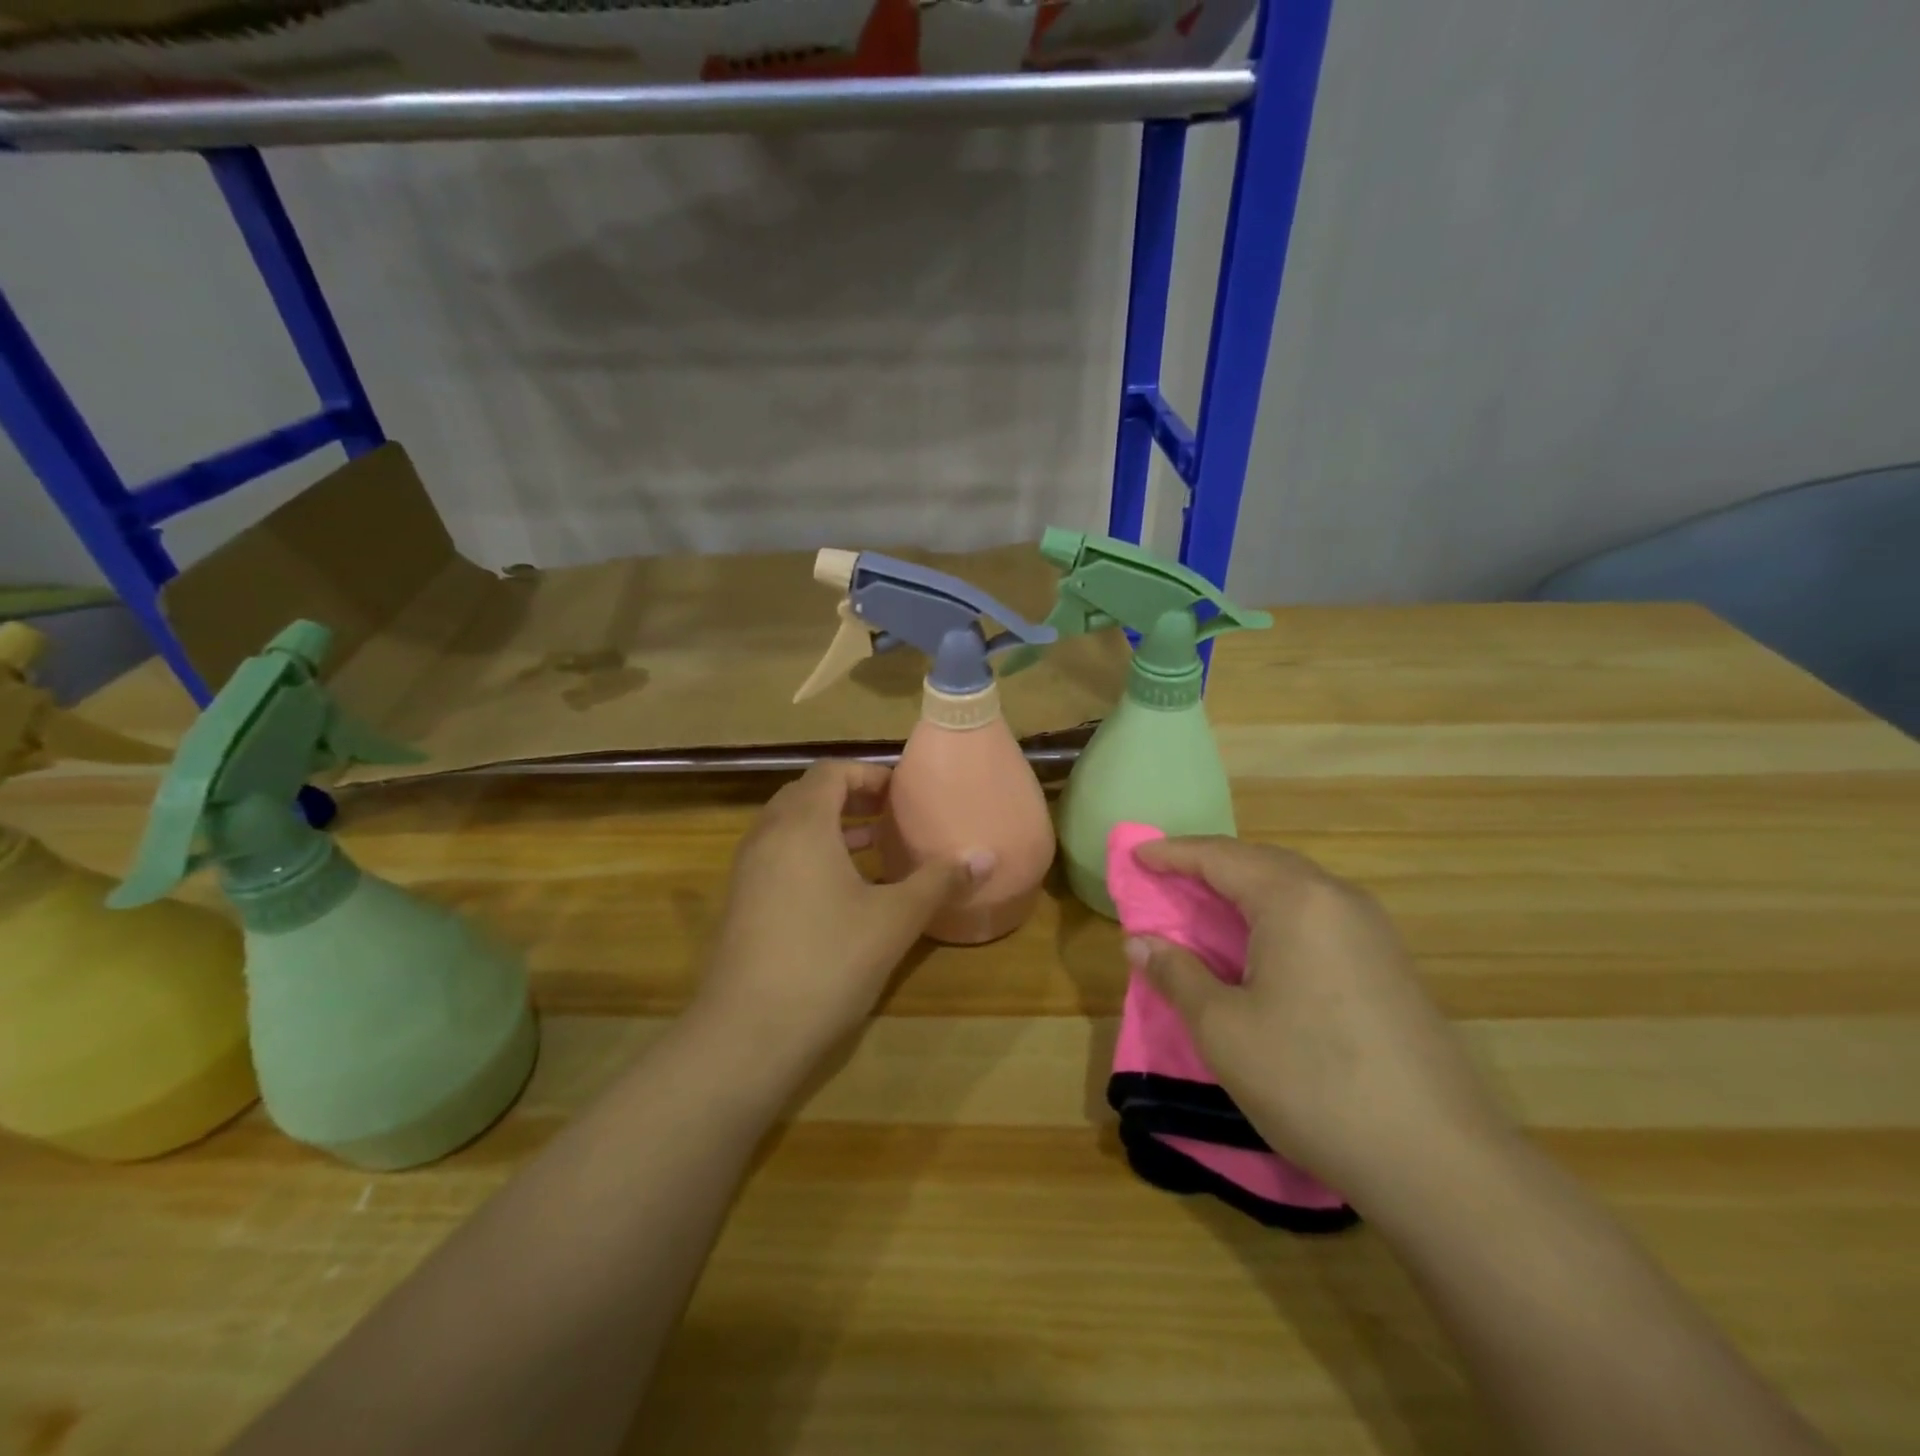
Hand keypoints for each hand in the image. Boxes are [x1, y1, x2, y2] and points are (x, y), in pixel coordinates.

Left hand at [695, 761, 988, 1074]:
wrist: (747, 1034)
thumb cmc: (828, 962)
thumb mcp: (894, 919)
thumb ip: (938, 881)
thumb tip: (985, 856)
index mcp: (801, 825)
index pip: (831, 772)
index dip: (868, 774)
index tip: (900, 794)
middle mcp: (766, 837)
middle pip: (806, 794)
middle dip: (848, 796)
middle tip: (887, 815)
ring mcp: (746, 872)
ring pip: (787, 827)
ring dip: (827, 826)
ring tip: (870, 845)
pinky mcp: (740, 904)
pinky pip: (776, 856)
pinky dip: (808, 854)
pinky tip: (839, 891)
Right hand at [1126, 836, 1508, 1205]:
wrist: (1438, 1161)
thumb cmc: (1311, 1081)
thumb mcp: (1223, 1029)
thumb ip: (1177, 975)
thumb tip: (1140, 943)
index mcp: (1295, 901)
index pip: (1221, 857)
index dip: (1173, 854)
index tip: (1136, 856)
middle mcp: (1338, 900)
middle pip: (1262, 863)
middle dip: (1210, 866)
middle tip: (1167, 880)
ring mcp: (1373, 932)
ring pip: (1295, 890)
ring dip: (1245, 891)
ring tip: (1207, 909)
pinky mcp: (1390, 966)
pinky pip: (1319, 918)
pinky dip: (1277, 918)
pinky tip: (1262, 951)